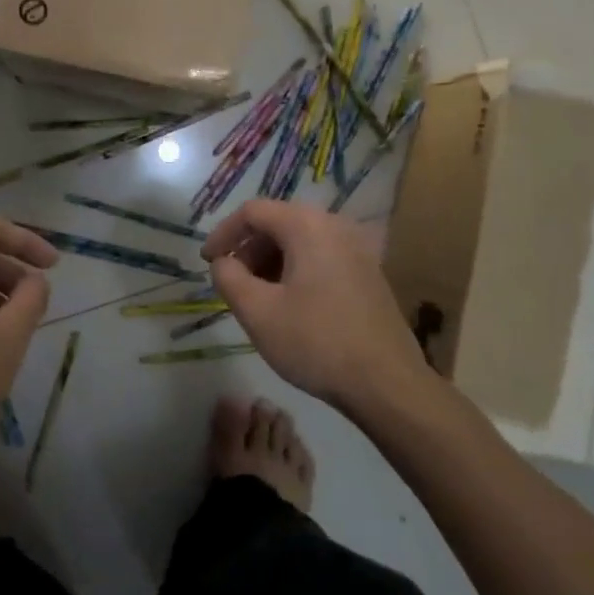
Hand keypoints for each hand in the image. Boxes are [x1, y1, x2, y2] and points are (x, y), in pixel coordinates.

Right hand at [202, 199, 422, 408]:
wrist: (386, 383)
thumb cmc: (316, 342)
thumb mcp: (258, 312)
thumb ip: (229, 278)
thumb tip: (222, 262)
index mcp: (307, 226)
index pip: (253, 211)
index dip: (223, 233)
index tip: (207, 262)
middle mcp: (335, 226)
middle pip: (278, 223)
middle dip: (248, 249)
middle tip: (232, 282)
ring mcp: (357, 249)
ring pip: (300, 241)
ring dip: (271, 261)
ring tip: (257, 297)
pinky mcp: (368, 273)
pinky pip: (321, 257)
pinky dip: (296, 270)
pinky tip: (289, 305)